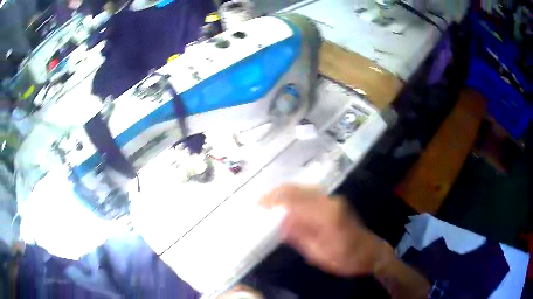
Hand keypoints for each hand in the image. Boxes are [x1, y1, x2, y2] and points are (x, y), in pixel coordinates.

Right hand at [260, 184, 394, 276]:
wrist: (370, 253)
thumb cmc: (346, 259)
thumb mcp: (320, 255)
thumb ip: (300, 237)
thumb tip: (281, 222)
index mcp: (326, 215)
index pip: (294, 201)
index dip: (275, 201)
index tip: (259, 206)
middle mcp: (330, 202)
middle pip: (298, 189)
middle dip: (277, 193)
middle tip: (260, 202)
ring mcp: (333, 200)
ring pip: (304, 188)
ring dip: (285, 192)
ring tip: (269, 201)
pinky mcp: (335, 203)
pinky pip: (311, 194)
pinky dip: (295, 195)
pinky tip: (287, 203)